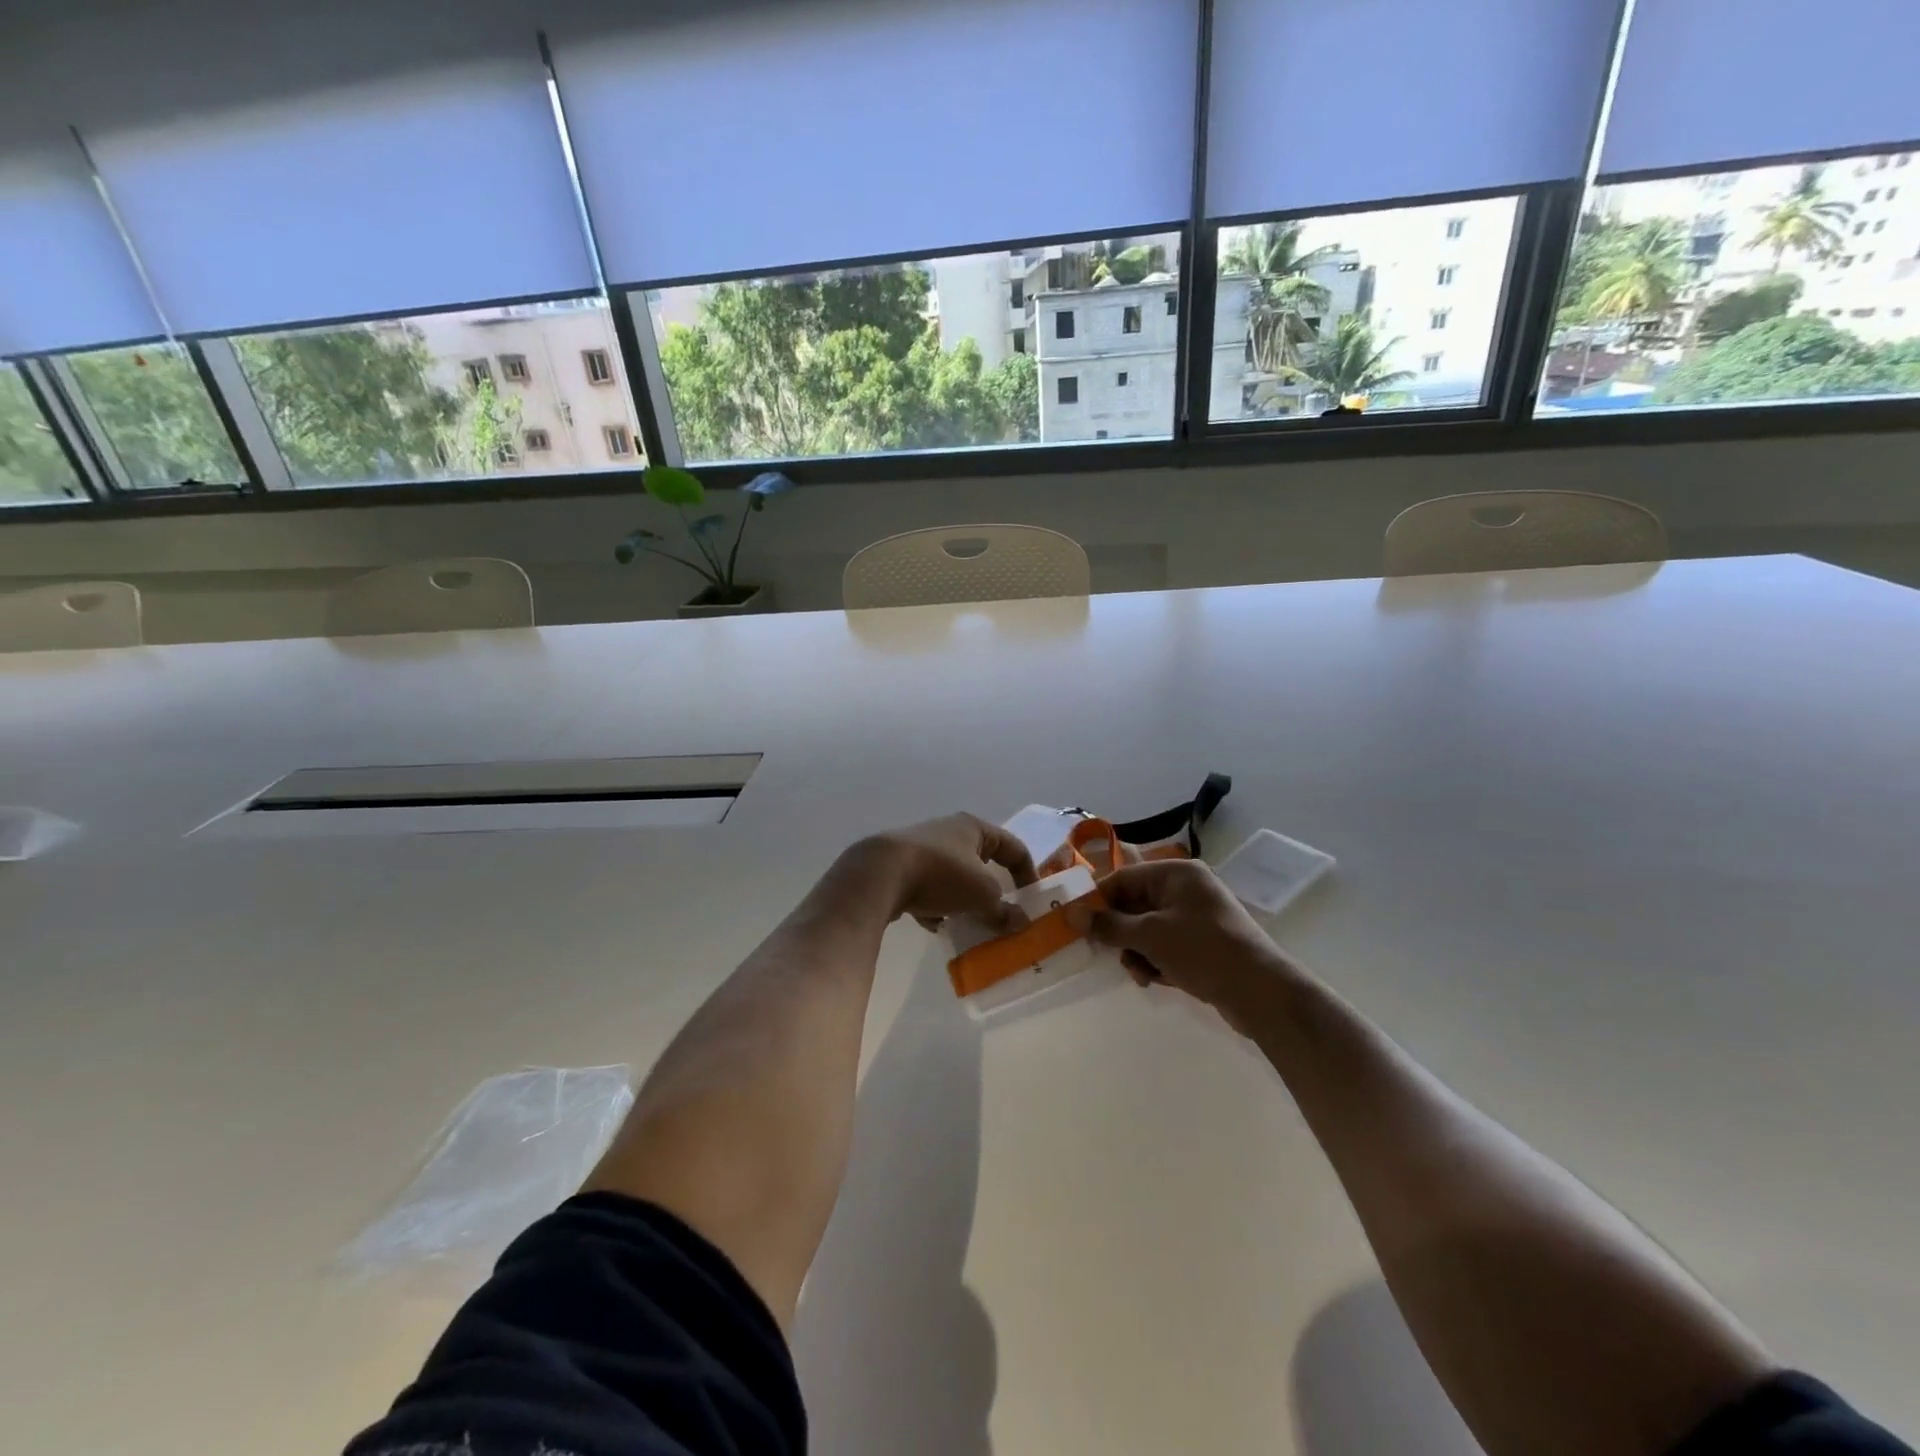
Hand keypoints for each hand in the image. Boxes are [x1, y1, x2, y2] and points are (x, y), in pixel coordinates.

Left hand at [859, 814, 1038, 933]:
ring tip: (968, 925)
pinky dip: (936, 907)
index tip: (1031, 901)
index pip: (1013, 847)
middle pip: (981, 863)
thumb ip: (1004, 910)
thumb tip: (1020, 923)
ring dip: (963, 901)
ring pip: (953, 878)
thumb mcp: (982, 895)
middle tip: (1000, 916)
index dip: (1027, 873)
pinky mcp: (900, 868)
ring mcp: (922, 849)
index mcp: (974, 828)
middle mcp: (948, 832)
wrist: (879, 874)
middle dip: (991, 892)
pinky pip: (928, 890)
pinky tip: (935, 925)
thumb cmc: (941, 874)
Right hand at [1065, 860, 1287, 1029]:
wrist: (1261, 992)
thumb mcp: (1150, 936)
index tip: (1077, 924)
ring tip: (1141, 974)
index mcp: (1176, 874)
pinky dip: (1155, 961)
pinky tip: (1155, 980)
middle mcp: (1187, 889)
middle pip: (1135, 904)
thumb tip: (1071, 913)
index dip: (1098, 901)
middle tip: (1107, 954)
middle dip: (1121, 933)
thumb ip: (1109, 925)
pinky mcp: (1202, 944)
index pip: (1124, 878)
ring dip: (1137, 952)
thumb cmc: (1202, 951)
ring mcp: (1196, 917)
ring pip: (1147, 929)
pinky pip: (1165, 946)